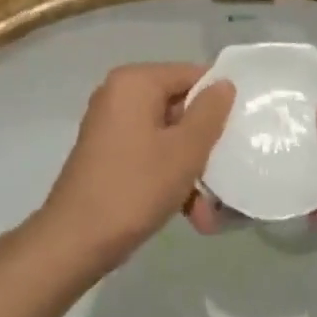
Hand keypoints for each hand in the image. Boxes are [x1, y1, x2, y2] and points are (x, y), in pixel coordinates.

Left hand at [33, 64, 234, 275]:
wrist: (74, 241)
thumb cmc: (135, 187)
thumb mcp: (185, 150)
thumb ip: (210, 113)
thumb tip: (224, 84)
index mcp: (135, 82)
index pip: (191, 74)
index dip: (220, 100)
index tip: (242, 129)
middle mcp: (119, 95)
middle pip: (179, 108)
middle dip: (205, 146)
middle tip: (228, 175)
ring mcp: (111, 126)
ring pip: (167, 137)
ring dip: (191, 172)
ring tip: (208, 214)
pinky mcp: (108, 154)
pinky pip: (149, 155)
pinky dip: (169, 179)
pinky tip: (190, 215)